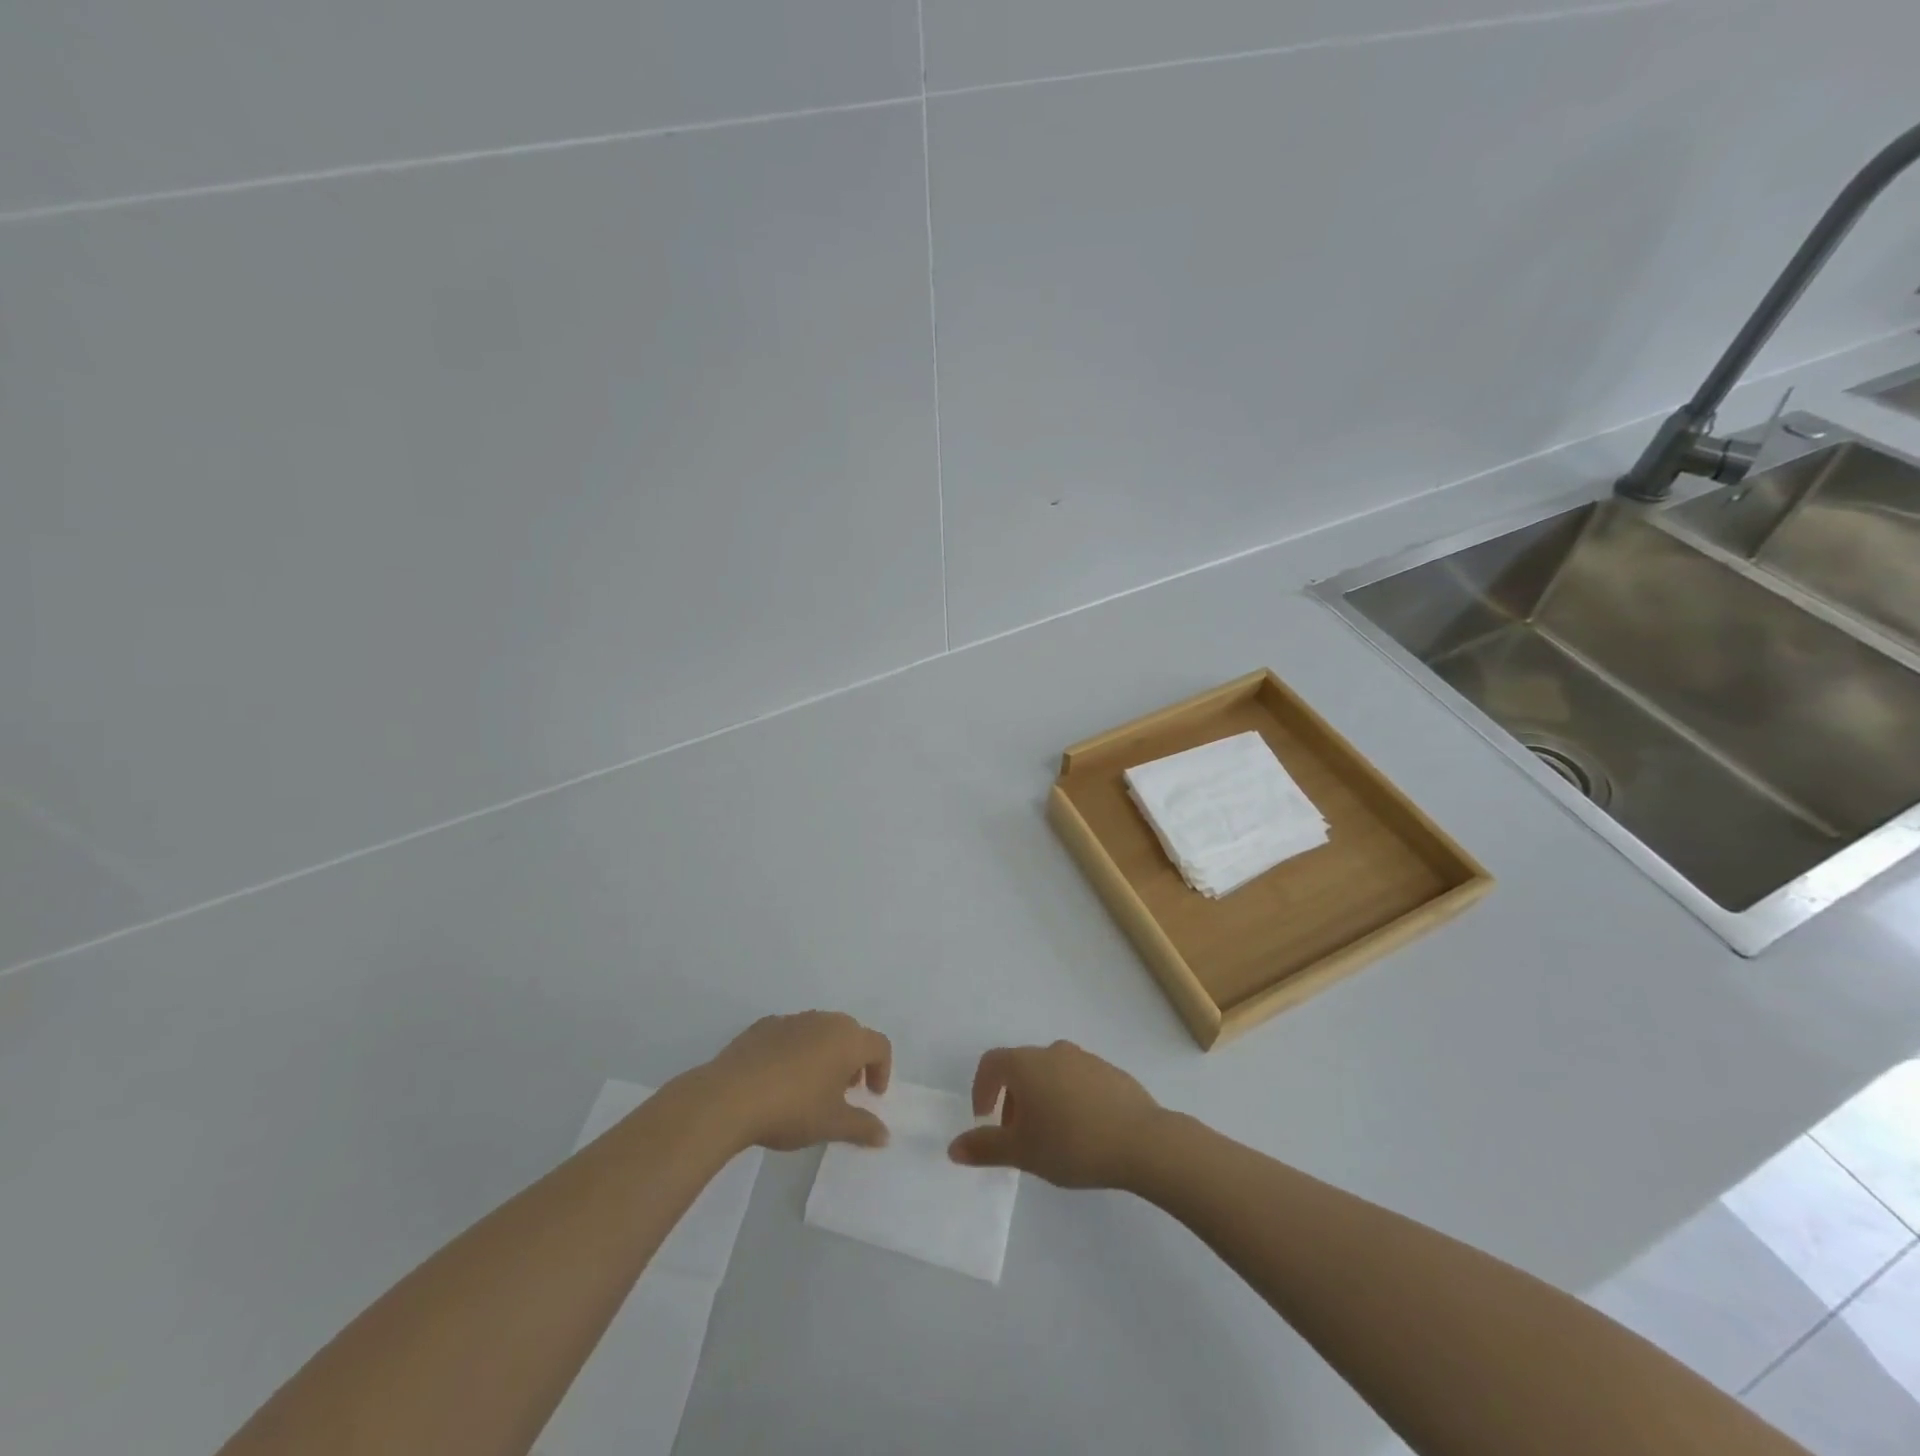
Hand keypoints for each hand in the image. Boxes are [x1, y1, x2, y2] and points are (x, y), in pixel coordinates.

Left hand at [698, 1011, 892, 1151]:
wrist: (729, 1096)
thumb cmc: (792, 1109)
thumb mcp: (831, 1124)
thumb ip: (862, 1127)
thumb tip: (885, 1135)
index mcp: (847, 1039)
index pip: (880, 1045)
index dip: (882, 1070)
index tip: (871, 1096)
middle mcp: (824, 1021)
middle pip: (851, 1034)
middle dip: (854, 1060)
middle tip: (844, 1091)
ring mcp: (793, 1019)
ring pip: (820, 1031)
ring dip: (825, 1053)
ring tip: (811, 1085)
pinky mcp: (764, 1025)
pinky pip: (791, 1034)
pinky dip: (795, 1050)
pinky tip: (779, 1078)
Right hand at [948, 1041, 1160, 1188]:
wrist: (1141, 1141)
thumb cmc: (1071, 1143)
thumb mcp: (1022, 1152)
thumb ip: (985, 1148)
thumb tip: (953, 1147)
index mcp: (1026, 1064)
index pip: (992, 1063)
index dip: (982, 1088)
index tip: (985, 1118)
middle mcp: (1053, 1051)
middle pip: (1021, 1067)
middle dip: (1012, 1098)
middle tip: (1017, 1135)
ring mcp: (1085, 1058)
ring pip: (1050, 1072)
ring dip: (1041, 1097)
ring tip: (1050, 1135)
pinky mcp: (1110, 1071)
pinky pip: (1077, 1079)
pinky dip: (1068, 1097)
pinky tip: (1082, 1130)